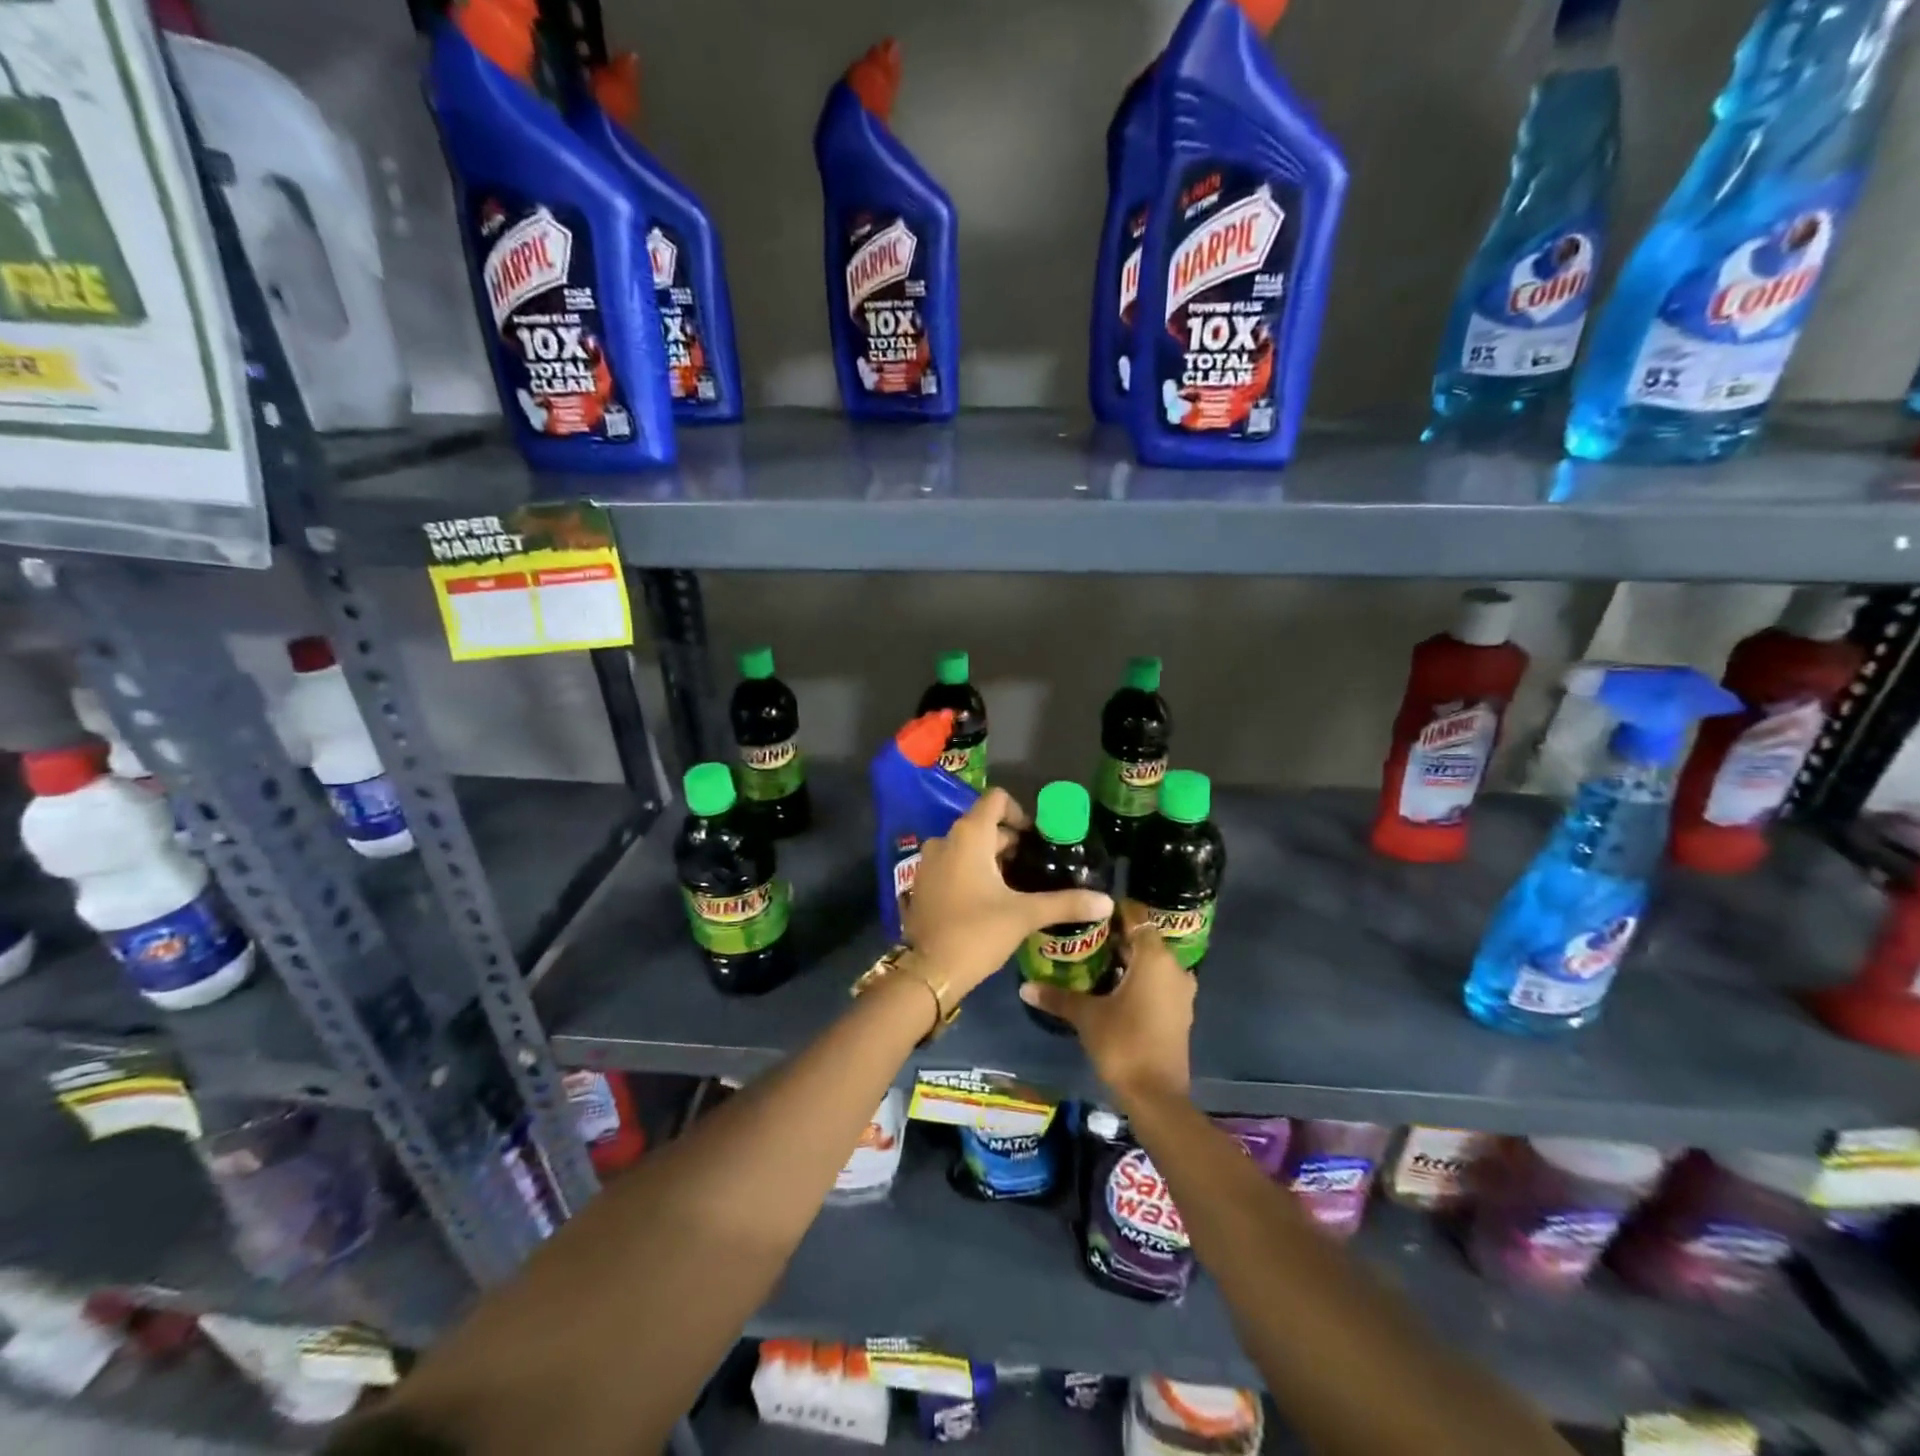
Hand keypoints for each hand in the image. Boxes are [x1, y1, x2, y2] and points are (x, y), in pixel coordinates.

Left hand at [904, 788, 1113, 998]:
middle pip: (984, 826)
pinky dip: (971, 872)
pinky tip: (989, 899)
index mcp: (969, 835)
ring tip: (1016, 886)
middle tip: (1036, 868)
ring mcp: (928, 862)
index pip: (996, 800)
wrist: (930, 972)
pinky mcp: (922, 884)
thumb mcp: (1025, 915)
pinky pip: (951, 865)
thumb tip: (1106, 902)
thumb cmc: (977, 933)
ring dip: (991, 858)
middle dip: (1010, 842)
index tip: (1037, 840)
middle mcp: (945, 840)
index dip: (1020, 813)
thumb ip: (1066, 903)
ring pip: (967, 847)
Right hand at [1020, 901, 1193, 1104]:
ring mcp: (1181, 993)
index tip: (1089, 913)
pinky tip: (1112, 988)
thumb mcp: (1086, 1017)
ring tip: (1093, 961)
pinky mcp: (1180, 1013)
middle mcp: (1174, 968)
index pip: (1137, 918)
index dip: (1114, 913)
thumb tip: (1024, 987)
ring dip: (1128, 961)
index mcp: (1155, 958)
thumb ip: (1057, 997)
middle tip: (1083, 937)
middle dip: (1116, 938)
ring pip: (1152, 963)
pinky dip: (1139, 980)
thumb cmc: (1123, 1044)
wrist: (1156, 1096)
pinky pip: (1158, 983)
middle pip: (1144, 940)